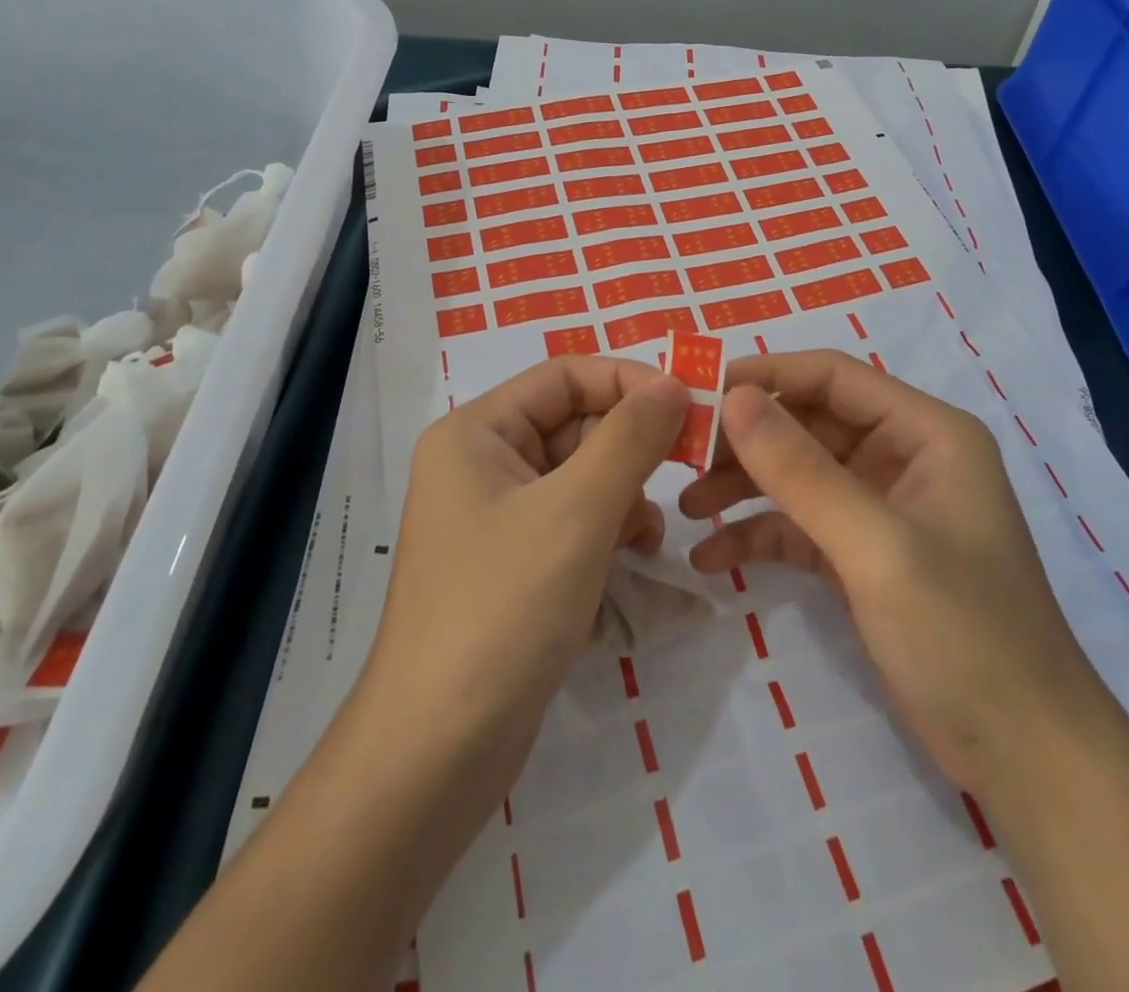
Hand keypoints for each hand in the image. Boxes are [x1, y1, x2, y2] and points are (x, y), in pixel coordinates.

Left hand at [359, 356, 690, 796]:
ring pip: (580, 473)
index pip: (565, 375)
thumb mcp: (576, 513)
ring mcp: (496, 515)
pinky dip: (608, 528)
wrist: (436, 752)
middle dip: (630, 446)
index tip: (692, 405)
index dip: (630, 381)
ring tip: (647, 535)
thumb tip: (674, 383)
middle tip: (687, 469)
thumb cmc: (503, 610)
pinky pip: (573, 519)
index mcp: (476, 432)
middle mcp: (481, 462)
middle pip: (574, 423)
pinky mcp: (513, 562)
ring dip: (624, 492)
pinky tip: (631, 557)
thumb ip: (630, 439)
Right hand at [681, 349, 1099, 785]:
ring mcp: (880, 507)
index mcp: (925, 432)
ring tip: (684, 507)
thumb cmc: (964, 635)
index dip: (764, 376)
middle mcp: (902, 457)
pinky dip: (757, 534)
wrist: (1025, 760)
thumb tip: (732, 398)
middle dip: (745, 438)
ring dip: (742, 485)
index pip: (832, 377)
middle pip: (808, 422)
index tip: (697, 393)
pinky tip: (711, 557)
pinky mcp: (861, 554)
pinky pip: (798, 525)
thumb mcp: (877, 546)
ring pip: (797, 473)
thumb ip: (801, 471)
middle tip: (680, 456)